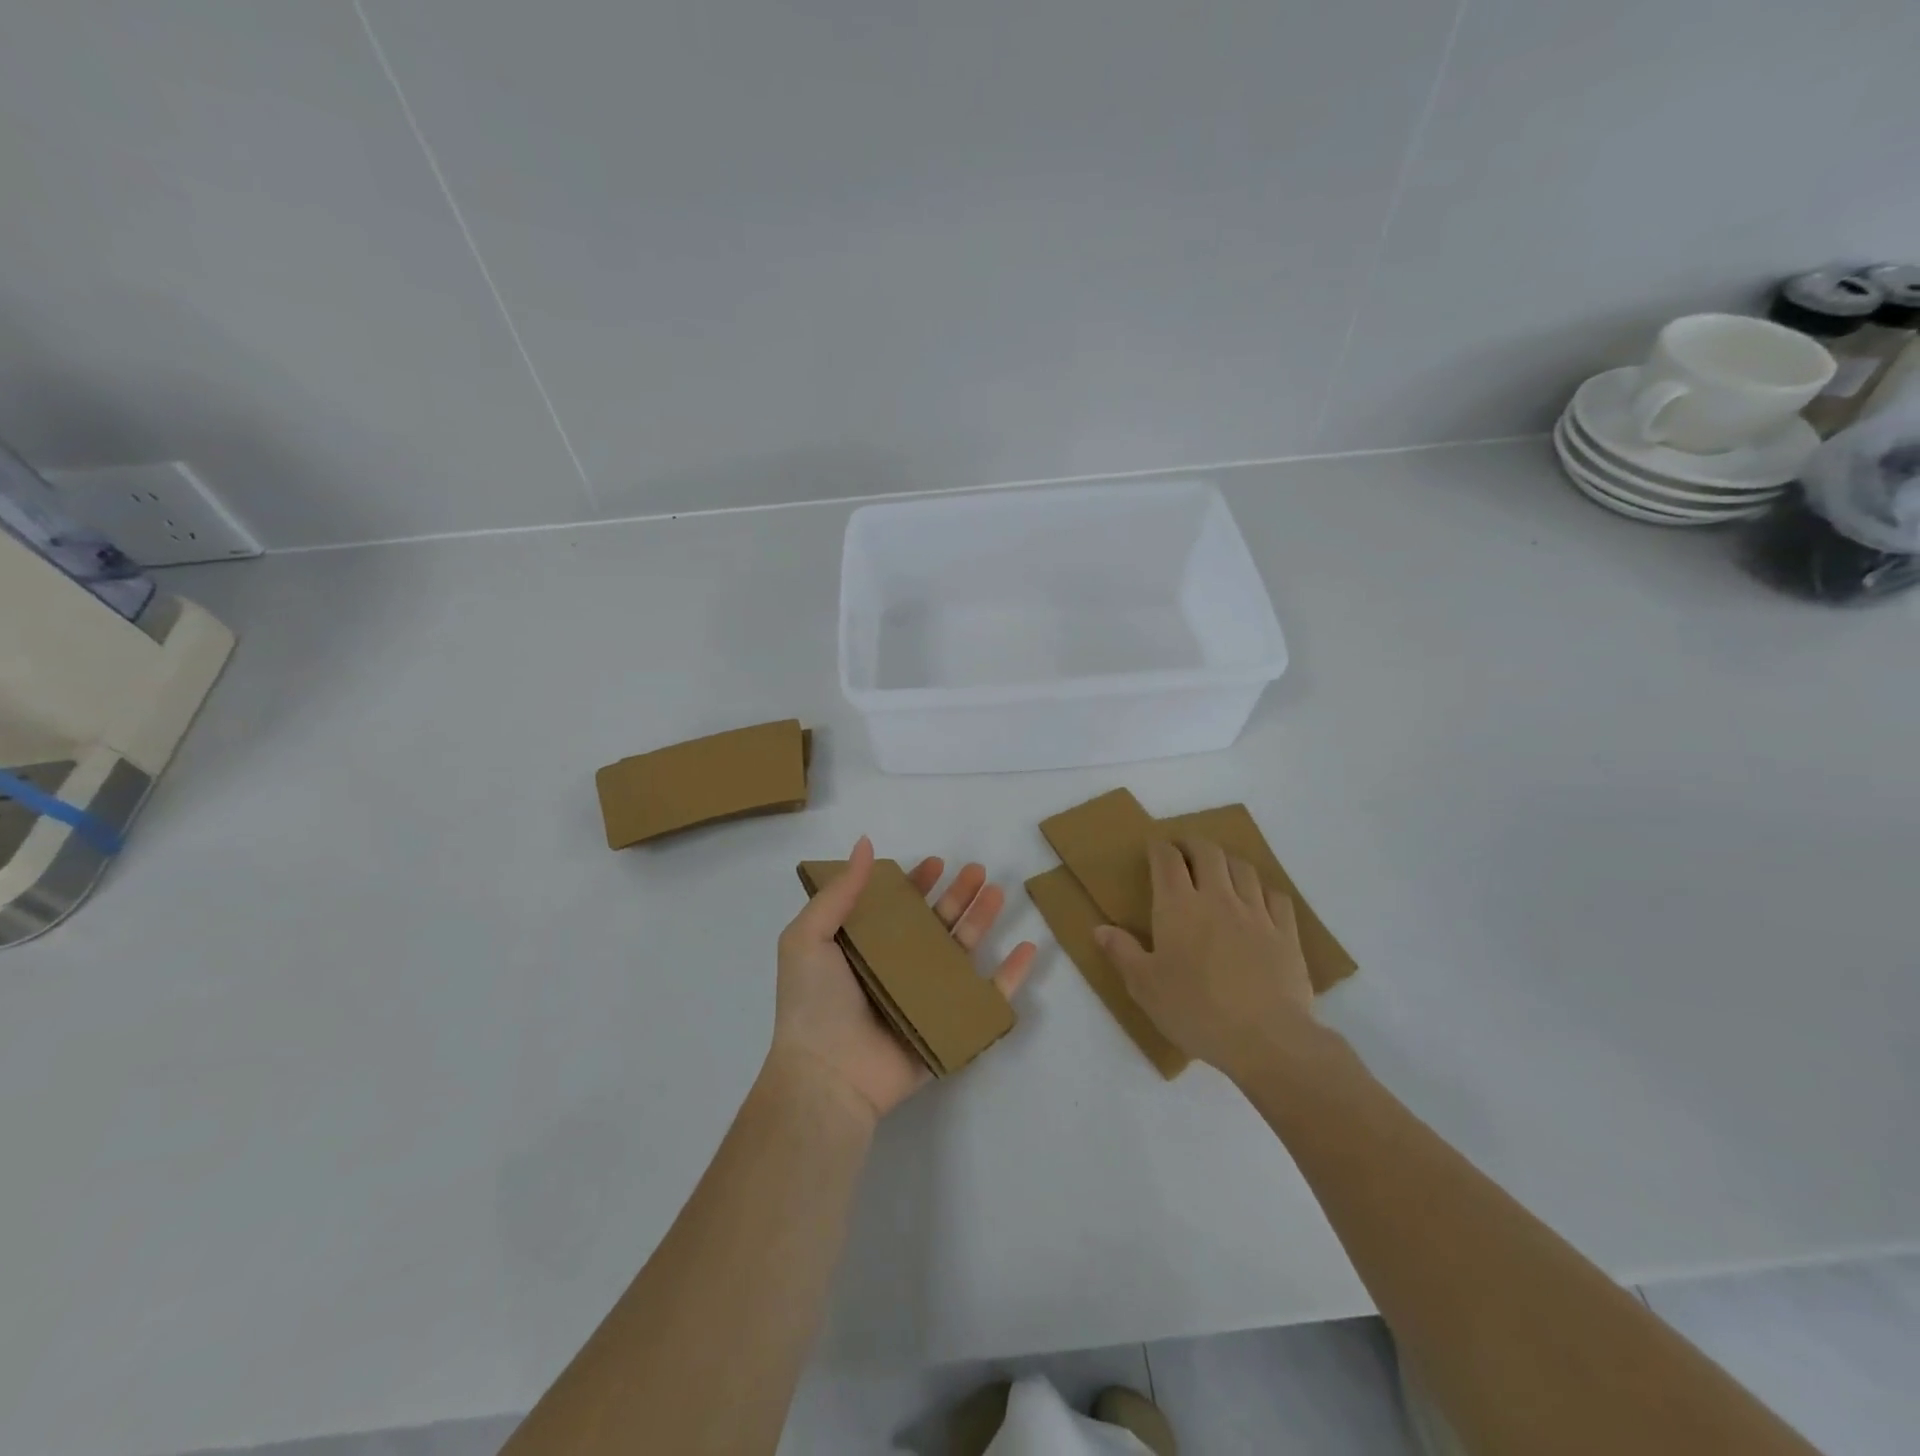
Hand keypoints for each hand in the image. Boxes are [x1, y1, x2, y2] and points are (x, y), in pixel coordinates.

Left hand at [770, 836, 1035, 1121]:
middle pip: (936, 924)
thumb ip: (839, 892)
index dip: (917, 884)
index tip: (936, 863)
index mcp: (865, 948)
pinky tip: (1028, 948)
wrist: (827, 1076)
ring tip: (998, 894)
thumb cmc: (813, 1003)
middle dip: (958, 896)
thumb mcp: (808, 937)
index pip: (898, 908)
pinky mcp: (949, 1027)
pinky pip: (988, 998)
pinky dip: (1011, 975)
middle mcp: (897, 969)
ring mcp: (925, 999)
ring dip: (982, 921)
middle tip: (978, 870)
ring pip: (963, 952)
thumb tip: (866, 844)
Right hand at [1094, 838, 1317, 1080]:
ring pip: (1242, 868)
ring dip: (1227, 861)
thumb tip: (1100, 928)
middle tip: (1184, 851)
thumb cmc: (1195, 1011)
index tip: (1154, 848)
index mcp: (1178, 906)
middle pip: (1208, 853)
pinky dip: (1262, 889)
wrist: (1265, 1038)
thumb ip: (1122, 952)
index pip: (1167, 859)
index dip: (1159, 848)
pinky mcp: (1285, 932)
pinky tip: (1258, 898)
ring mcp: (1255, 912)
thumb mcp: (1144, 987)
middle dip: (1193, 844)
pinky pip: (1275, 896)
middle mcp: (1217, 898)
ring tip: (1220, 870)